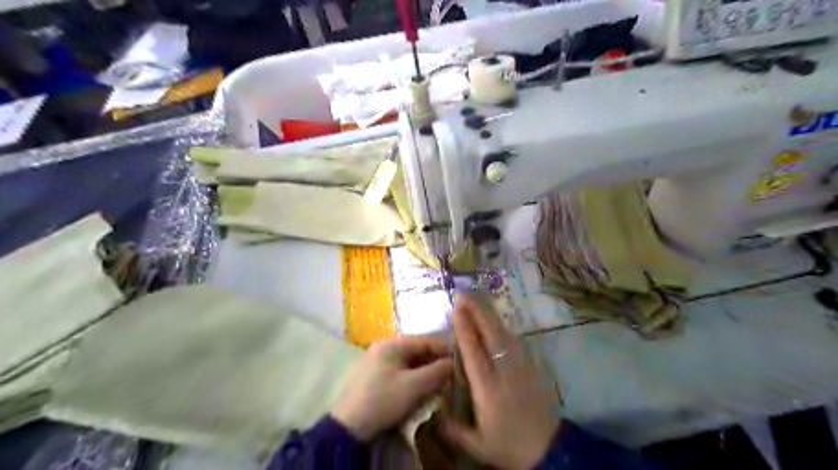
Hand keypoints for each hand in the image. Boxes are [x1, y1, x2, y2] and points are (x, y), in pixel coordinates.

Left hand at [331, 335, 455, 439]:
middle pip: (417, 350)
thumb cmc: (383, 400)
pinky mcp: (376, 376)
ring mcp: (378, 361)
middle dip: (435, 361)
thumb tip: (453, 363)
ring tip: (441, 382)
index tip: (462, 359)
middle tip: (452, 373)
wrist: (348, 426)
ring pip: (410, 362)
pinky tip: (423, 388)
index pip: (425, 340)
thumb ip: (437, 372)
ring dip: (426, 370)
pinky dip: (414, 377)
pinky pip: (401, 371)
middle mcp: (384, 347)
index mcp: (392, 344)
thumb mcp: (413, 386)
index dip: (445, 349)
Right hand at [442, 295, 558, 467]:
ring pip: (505, 334)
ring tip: (479, 301)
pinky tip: (498, 321)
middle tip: (464, 295)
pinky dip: (505, 328)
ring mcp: (521, 368)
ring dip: (491, 316)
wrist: (549, 451)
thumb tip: (434, 409)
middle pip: (490, 335)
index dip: (464, 328)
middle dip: (477, 313)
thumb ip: (452, 427)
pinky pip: (517, 342)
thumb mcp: (476, 444)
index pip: (473, 352)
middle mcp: (504, 372)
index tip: (456, 309)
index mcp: (487, 389)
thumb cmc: (508, 447)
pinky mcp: (532, 368)